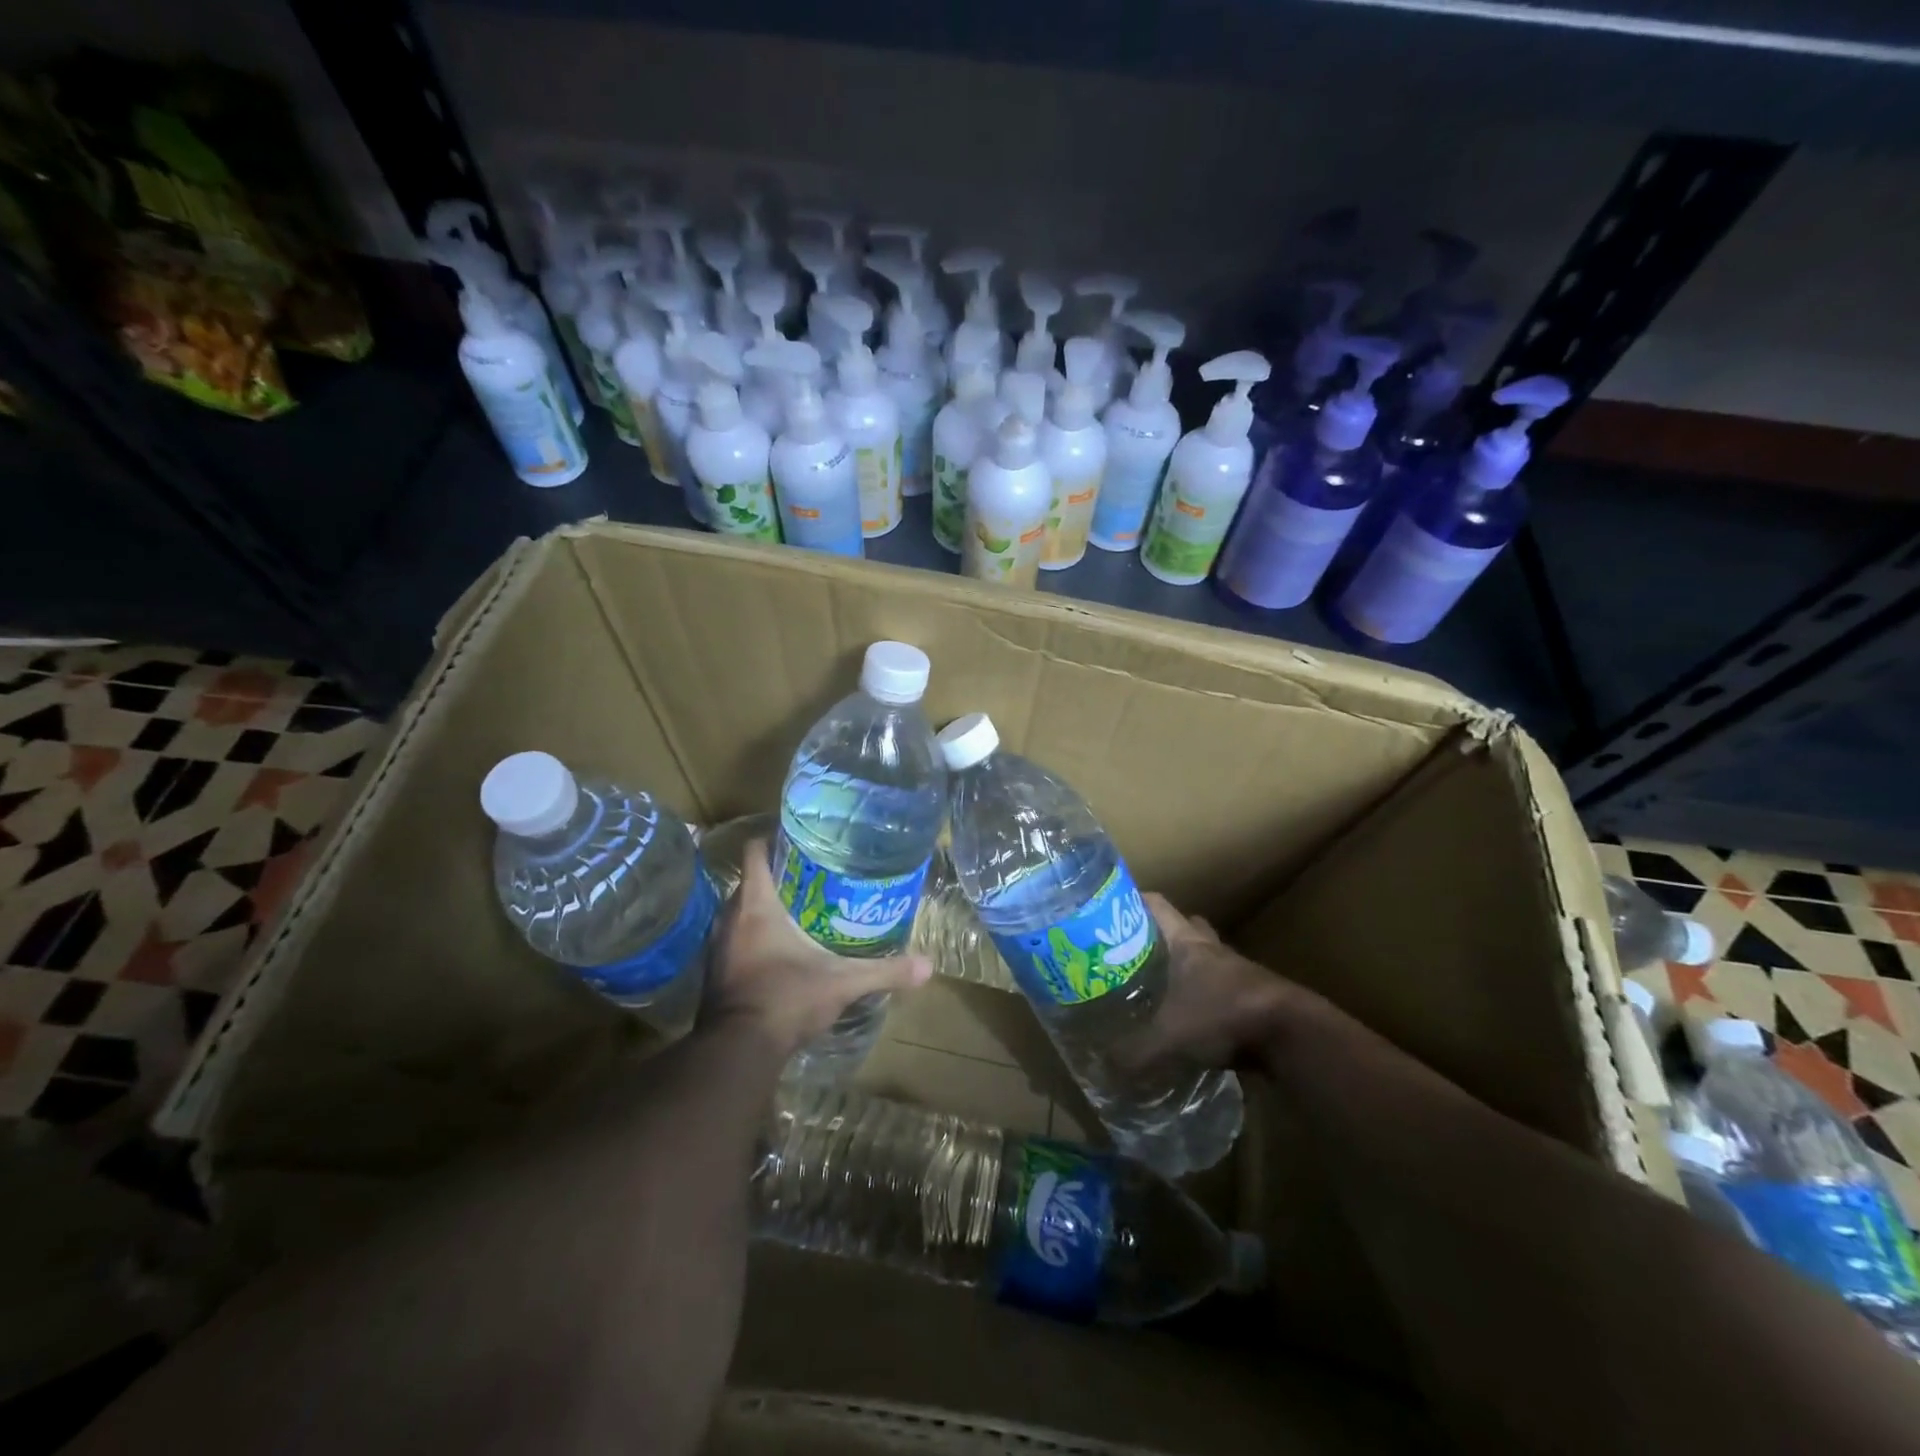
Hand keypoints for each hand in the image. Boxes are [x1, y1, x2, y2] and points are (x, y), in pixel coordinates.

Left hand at [706, 839, 931, 1055]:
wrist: (739, 1051)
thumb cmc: (788, 999)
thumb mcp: (843, 983)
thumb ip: (884, 971)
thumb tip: (928, 966)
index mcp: (757, 905)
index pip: (755, 852)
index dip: (772, 840)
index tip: (798, 839)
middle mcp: (730, 917)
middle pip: (750, 881)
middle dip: (777, 876)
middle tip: (813, 877)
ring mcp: (718, 945)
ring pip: (740, 910)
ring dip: (763, 907)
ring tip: (799, 909)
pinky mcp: (715, 970)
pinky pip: (734, 937)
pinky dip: (752, 935)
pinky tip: (778, 948)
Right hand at [1114, 893, 1294, 1074]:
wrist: (1293, 1036)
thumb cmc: (1224, 1015)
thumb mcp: (1169, 1037)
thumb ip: (1134, 1052)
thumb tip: (1102, 1067)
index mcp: (1186, 942)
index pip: (1156, 904)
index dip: (1132, 903)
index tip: (1108, 915)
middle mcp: (1211, 948)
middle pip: (1183, 928)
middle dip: (1158, 938)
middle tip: (1133, 954)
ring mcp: (1236, 971)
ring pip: (1204, 959)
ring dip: (1185, 969)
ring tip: (1159, 989)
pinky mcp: (1254, 997)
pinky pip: (1220, 988)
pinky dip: (1204, 997)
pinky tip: (1191, 1019)